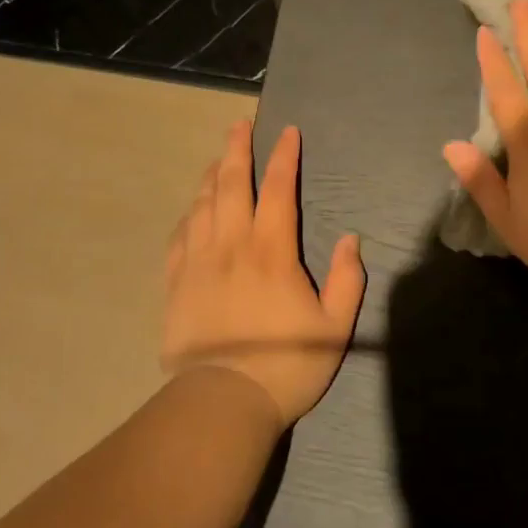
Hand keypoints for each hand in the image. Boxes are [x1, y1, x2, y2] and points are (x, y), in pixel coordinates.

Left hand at [162, 120, 365, 429]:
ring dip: (211, 175)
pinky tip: (193, 209)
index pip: (278, 189)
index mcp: (271, 251)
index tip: (288, 132)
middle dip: (237, 149)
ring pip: (203, 204)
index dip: (284, 157)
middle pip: (231, 184)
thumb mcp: (335, 328)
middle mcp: (232, 245)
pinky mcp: (177, 283)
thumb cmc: (286, 365)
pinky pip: (180, 237)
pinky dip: (189, 215)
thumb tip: (351, 239)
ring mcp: (199, 262)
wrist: (222, 403)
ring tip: (217, 158)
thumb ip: (347, 280)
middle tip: (239, 124)